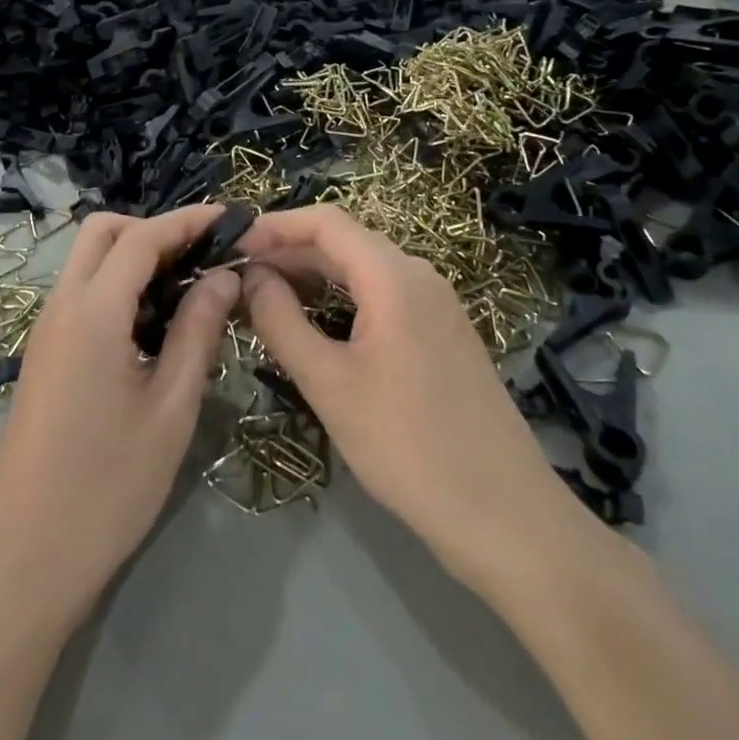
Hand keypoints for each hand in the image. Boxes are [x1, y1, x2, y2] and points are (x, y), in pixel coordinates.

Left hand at [0, 206, 239, 629]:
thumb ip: (197, 331)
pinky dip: (118, 287)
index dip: (187, 220)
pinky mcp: (44, 357)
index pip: (141, 237)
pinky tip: (153, 325)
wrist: (24, 560)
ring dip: (134, 258)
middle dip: (153, 229)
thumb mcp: (170, 407)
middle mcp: (61, 307)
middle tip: (202, 257)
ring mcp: (46, 332)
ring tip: (187, 289)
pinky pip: (82, 295)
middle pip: (103, 233)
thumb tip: (225, 276)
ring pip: (88, 263)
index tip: (231, 217)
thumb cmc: (108, 486)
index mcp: (92, 312)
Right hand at [239, 207, 576, 593]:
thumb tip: (251, 277)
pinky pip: (382, 298)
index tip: (232, 247)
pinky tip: (313, 325)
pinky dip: (340, 300)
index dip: (275, 226)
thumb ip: (281, 321)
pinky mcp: (441, 335)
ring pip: (362, 272)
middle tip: (238, 278)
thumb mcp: (329, 383)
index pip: (326, 222)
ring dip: (312, 277)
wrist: (505, 517)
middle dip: (288, 253)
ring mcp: (436, 305)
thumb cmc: (408, 445)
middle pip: (344, 243)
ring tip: (264, 299)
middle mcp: (419, 276)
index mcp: (394, 275)